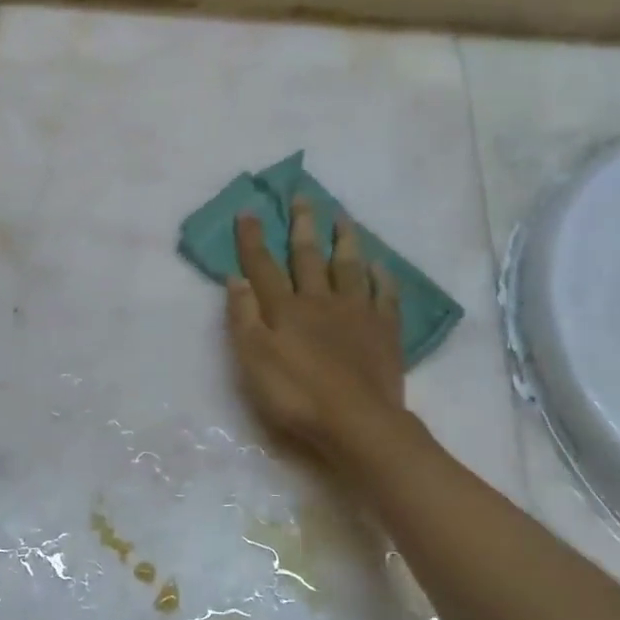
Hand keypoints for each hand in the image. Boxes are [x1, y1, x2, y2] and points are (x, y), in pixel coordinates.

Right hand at [226, 198, 405, 458]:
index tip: (249, 211)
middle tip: (302, 196)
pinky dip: (382, 277)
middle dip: (302, 225)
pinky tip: (380, 265)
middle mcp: (320, 301)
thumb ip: (243, 317)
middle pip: (309, 256)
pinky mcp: (384, 331)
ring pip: (349, 267)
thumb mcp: (254, 360)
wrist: (357, 423)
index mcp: (285, 309)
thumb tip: (235, 278)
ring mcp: (356, 313)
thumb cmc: (296, 395)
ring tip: (342, 216)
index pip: (263, 266)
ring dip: (344, 239)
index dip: (253, 239)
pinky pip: (384, 295)